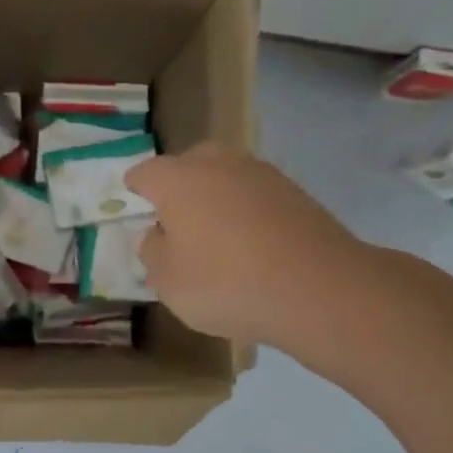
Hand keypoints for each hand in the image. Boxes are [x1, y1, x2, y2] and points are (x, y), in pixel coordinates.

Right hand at [128, 143, 364, 349]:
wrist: (318, 288)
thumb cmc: (227, 283)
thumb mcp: (169, 281)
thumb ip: (153, 252)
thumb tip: (157, 233)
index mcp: (179, 180)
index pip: (145, 172)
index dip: (135, 188)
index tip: (133, 202)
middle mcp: (219, 164)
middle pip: (189, 164)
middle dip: (178, 185)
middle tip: (174, 219)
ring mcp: (262, 174)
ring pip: (226, 176)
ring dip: (215, 196)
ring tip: (214, 232)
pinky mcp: (295, 193)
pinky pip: (255, 195)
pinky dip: (246, 211)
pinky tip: (249, 242)